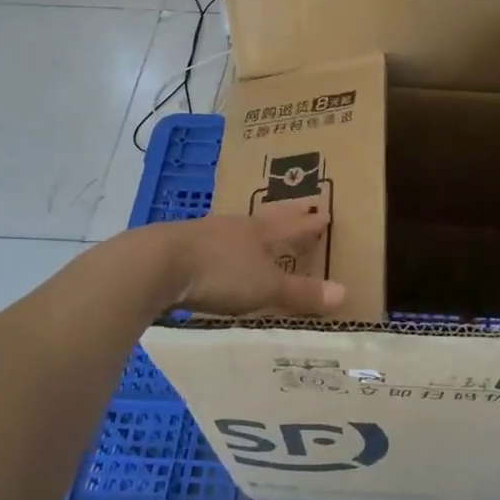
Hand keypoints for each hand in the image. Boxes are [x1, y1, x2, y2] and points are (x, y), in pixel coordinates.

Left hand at [145, 201, 345, 317]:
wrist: (155, 265)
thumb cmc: (219, 272)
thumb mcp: (265, 286)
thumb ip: (301, 292)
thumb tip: (344, 292)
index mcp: (260, 232)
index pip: (292, 226)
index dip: (309, 224)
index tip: (325, 214)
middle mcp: (235, 227)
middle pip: (266, 219)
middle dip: (286, 216)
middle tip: (301, 206)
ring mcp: (205, 235)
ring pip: (237, 229)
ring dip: (252, 230)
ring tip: (260, 230)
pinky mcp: (179, 249)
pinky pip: (212, 244)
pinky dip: (224, 247)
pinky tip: (217, 253)